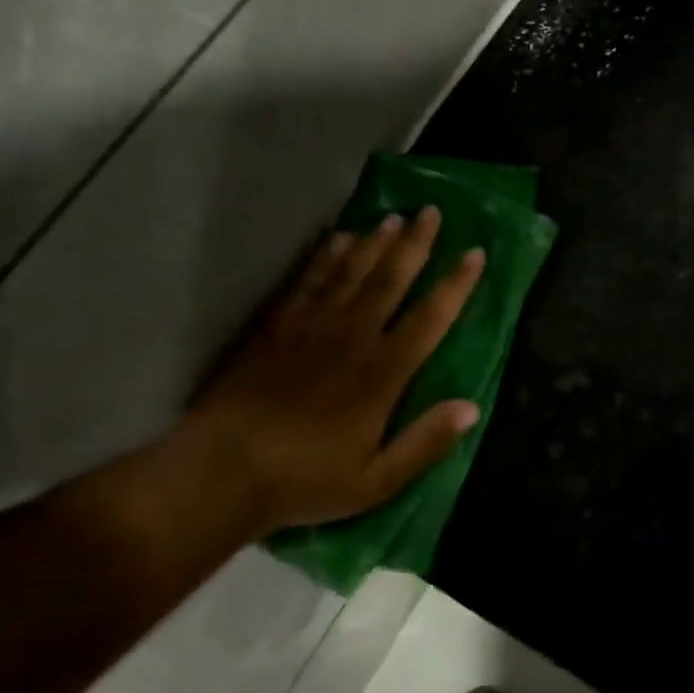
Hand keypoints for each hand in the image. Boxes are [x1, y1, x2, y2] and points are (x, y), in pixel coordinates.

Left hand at [187, 207, 484, 532]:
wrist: (219, 474)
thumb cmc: (305, 480)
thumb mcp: (377, 481)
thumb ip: (426, 443)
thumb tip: (473, 407)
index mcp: (382, 375)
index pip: (429, 319)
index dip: (455, 285)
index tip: (474, 253)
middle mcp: (351, 340)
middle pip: (390, 282)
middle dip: (416, 246)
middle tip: (432, 212)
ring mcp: (310, 329)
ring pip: (350, 274)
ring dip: (375, 243)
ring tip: (394, 217)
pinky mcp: (275, 329)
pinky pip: (306, 283)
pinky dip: (324, 258)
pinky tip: (337, 240)